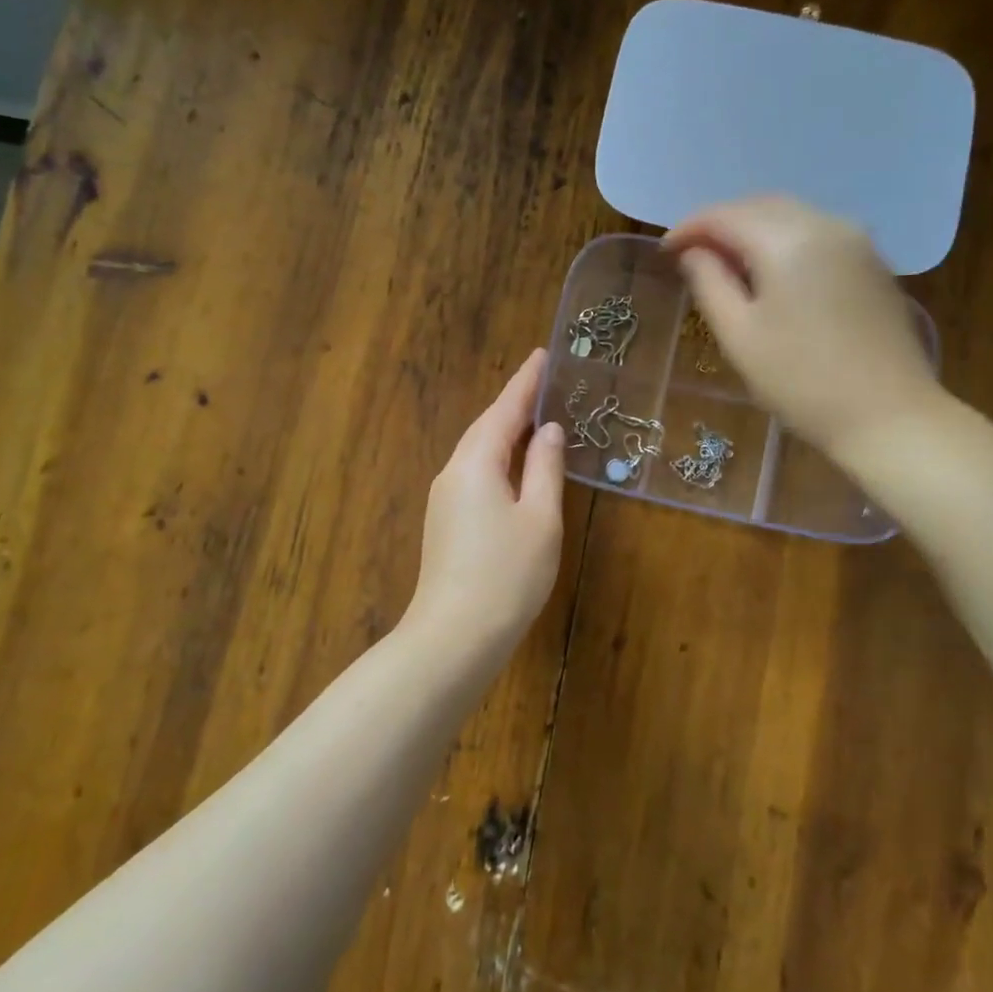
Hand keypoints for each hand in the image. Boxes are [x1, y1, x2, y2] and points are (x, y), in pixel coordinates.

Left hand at [410, 350, 566, 641]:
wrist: (454, 637)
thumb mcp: (540, 518)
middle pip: (487, 427)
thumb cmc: (507, 575)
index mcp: (476, 462)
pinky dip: (498, 458)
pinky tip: (514, 466)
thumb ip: (545, 468)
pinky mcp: (446, 522)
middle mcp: (453, 472)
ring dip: (505, 431)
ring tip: (534, 415)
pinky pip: (475, 473)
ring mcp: (445, 499)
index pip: (504, 409)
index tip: (543, 354)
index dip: (526, 381)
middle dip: (515, 403)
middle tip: (545, 381)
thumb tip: (547, 430)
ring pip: (478, 451)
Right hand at [666, 196, 943, 459]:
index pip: (725, 216)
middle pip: (760, 206)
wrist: (889, 416)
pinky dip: (784, 241)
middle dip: (721, 224)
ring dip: (752, 230)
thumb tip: (693, 253)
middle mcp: (826, 224)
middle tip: (692, 255)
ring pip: (791, 216)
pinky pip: (816, 233)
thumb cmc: (801, 381)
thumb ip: (709, 283)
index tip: (665, 251)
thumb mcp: (739, 335)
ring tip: (726, 264)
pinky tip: (770, 272)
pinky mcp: (872, 263)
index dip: (689, 228)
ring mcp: (857, 241)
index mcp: (788, 240)